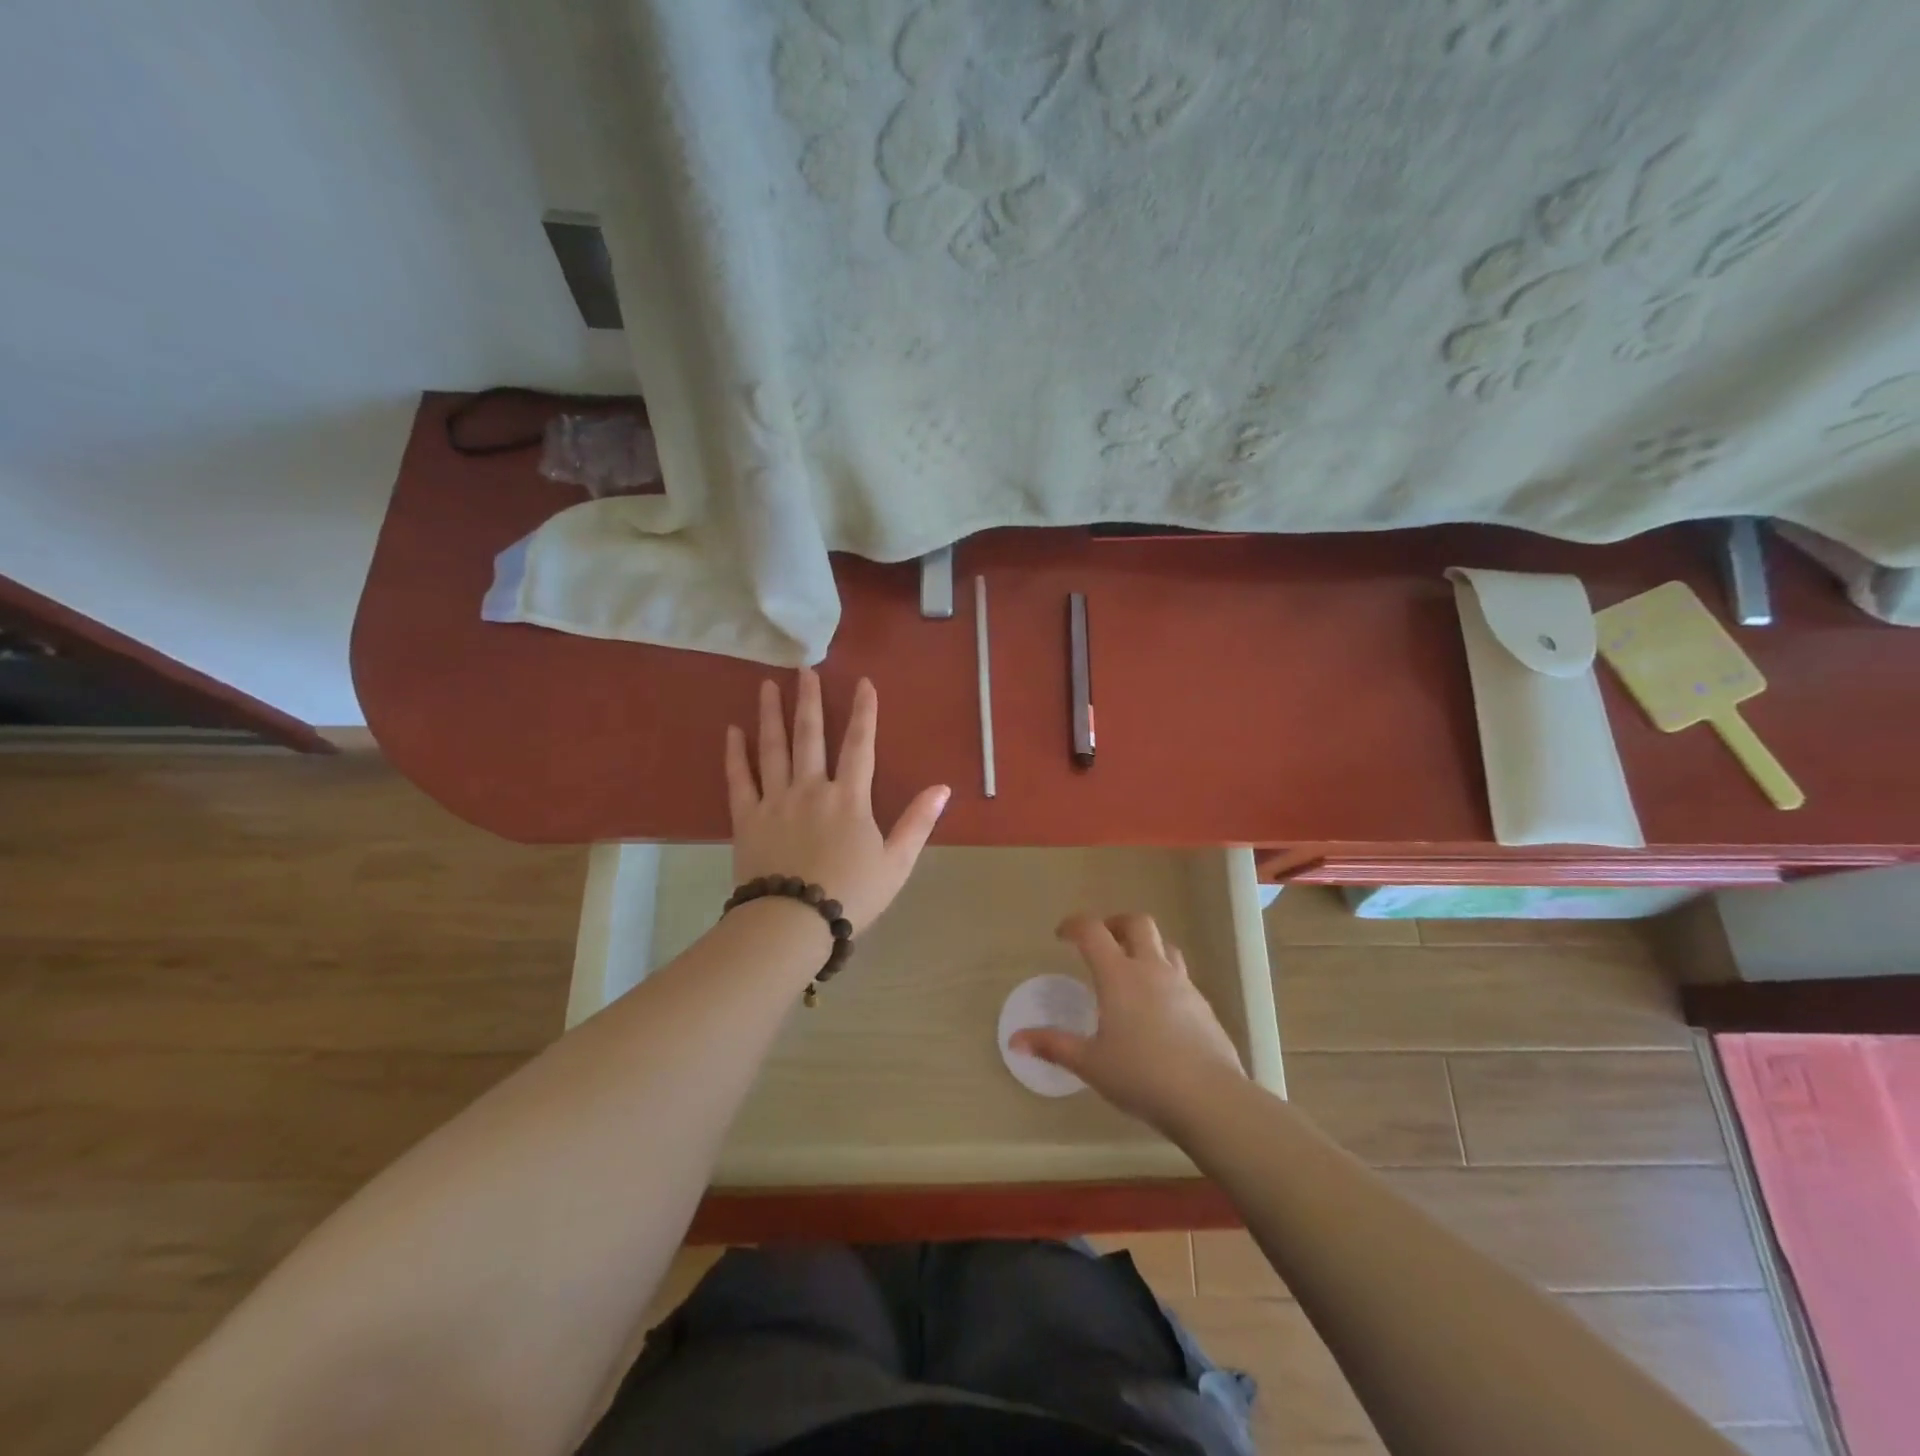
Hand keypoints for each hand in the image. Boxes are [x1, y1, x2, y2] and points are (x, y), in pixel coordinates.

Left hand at [726, 670, 949, 934]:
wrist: (792, 923)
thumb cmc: (850, 895)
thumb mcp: (896, 863)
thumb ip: (918, 822)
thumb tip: (944, 788)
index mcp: (849, 798)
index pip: (860, 745)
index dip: (864, 712)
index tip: (863, 682)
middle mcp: (811, 789)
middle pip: (810, 736)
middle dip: (808, 700)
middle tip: (803, 669)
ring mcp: (775, 801)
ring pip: (772, 748)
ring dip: (770, 715)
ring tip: (767, 685)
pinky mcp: (746, 819)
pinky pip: (739, 779)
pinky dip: (735, 754)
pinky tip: (732, 731)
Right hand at [1012, 912, 1245, 1131]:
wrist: (1208, 1097)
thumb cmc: (1141, 1076)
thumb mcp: (1090, 1063)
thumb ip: (1053, 1046)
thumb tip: (1015, 1041)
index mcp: (1118, 975)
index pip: (1093, 931)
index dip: (1074, 925)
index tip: (1061, 935)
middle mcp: (1151, 969)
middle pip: (1136, 923)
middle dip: (1115, 923)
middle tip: (1101, 941)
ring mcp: (1182, 985)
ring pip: (1164, 945)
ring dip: (1145, 946)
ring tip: (1131, 969)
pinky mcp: (1203, 1005)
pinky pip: (1180, 976)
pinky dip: (1164, 977)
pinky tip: (1158, 1008)